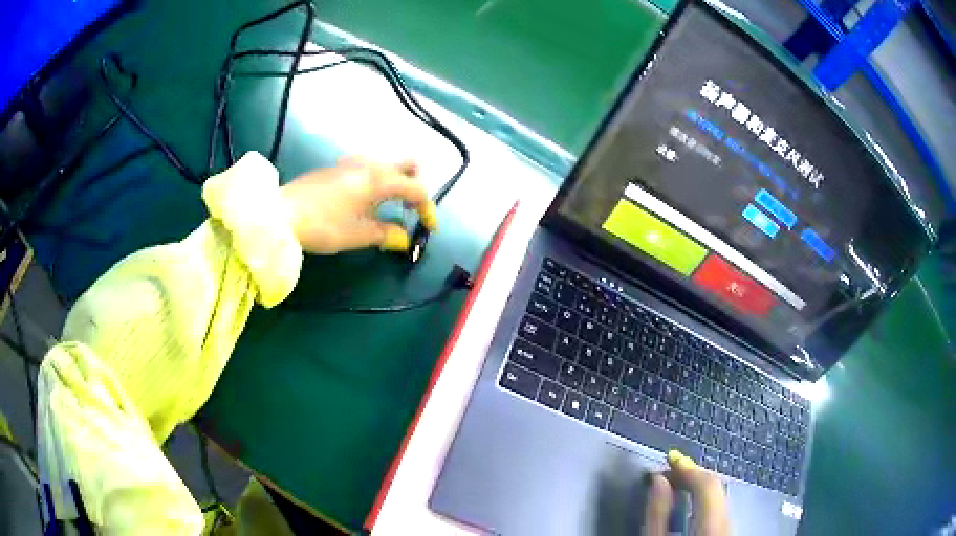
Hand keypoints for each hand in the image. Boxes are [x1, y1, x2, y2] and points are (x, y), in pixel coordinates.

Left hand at [280, 156, 437, 253]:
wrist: (280, 213)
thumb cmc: (323, 225)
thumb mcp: (357, 235)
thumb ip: (385, 234)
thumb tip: (403, 239)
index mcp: (379, 180)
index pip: (416, 189)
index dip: (427, 209)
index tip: (429, 229)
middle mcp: (369, 165)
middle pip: (406, 165)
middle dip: (415, 185)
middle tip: (411, 209)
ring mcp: (351, 162)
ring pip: (386, 164)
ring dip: (396, 182)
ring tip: (388, 207)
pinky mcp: (336, 167)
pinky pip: (368, 166)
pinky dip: (378, 180)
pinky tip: (364, 199)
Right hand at [643, 450, 730, 535]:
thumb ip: (658, 512)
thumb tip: (658, 480)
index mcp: (711, 523)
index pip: (707, 483)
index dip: (688, 467)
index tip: (670, 457)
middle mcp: (728, 521)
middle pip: (716, 487)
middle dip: (693, 475)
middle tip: (670, 470)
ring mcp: (730, 526)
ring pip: (718, 496)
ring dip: (698, 487)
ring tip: (677, 484)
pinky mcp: (727, 530)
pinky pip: (719, 507)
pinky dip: (705, 500)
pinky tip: (691, 502)